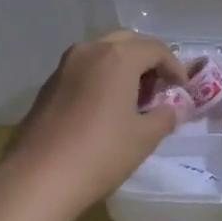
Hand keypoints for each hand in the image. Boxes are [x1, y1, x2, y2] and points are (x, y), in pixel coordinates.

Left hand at [0, 31, 189, 220]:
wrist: (39, 178)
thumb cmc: (101, 154)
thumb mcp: (144, 138)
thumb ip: (165, 116)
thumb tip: (174, 108)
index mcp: (118, 57)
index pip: (155, 49)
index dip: (174, 66)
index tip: (182, 89)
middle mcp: (89, 51)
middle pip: (127, 43)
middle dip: (147, 61)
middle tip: (159, 89)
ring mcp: (64, 66)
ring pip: (102, 54)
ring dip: (122, 68)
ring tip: (133, 99)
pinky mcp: (48, 85)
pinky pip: (84, 70)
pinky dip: (101, 78)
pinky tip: (105, 108)